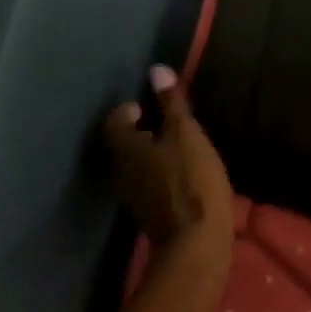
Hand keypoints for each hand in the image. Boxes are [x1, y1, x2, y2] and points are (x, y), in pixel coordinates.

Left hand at [103, 66, 232, 261]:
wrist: (196, 242)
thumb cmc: (191, 182)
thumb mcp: (187, 136)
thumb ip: (172, 104)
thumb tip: (156, 69)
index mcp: (125, 148)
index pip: (114, 122)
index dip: (126, 112)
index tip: (143, 108)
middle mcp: (120, 173)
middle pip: (122, 148)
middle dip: (138, 136)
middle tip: (159, 128)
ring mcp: (133, 199)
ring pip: (135, 170)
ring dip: (149, 160)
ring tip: (173, 153)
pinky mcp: (149, 219)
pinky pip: (149, 190)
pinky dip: (159, 180)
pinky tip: (180, 181)